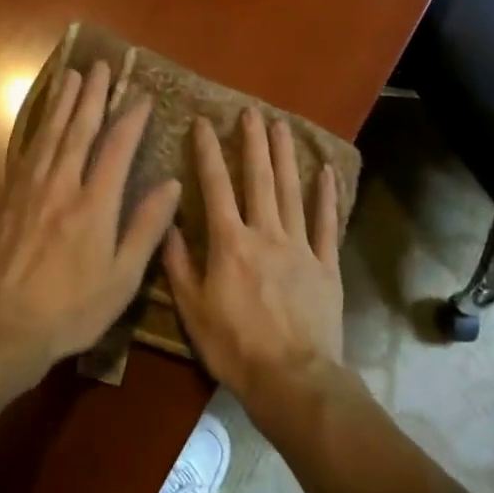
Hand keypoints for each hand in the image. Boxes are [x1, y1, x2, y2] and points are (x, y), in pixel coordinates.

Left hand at [0, 62, 180, 381]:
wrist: (5, 325)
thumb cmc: (73, 308)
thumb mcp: (123, 278)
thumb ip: (146, 228)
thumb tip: (171, 184)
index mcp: (95, 205)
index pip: (117, 148)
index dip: (131, 118)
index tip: (141, 95)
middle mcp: (62, 186)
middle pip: (79, 131)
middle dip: (92, 96)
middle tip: (99, 66)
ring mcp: (31, 191)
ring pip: (50, 136)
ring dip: (63, 104)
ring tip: (72, 77)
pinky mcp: (9, 200)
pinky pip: (27, 153)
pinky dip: (38, 130)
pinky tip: (42, 123)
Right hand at [162, 109, 344, 409]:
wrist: (293, 380)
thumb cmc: (235, 347)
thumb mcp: (193, 309)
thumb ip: (179, 264)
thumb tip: (167, 224)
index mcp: (229, 243)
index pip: (215, 186)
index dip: (207, 152)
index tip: (202, 122)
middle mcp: (265, 233)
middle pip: (258, 179)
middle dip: (252, 142)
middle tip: (250, 112)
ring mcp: (300, 247)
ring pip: (291, 192)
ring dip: (285, 156)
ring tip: (281, 126)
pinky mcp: (326, 265)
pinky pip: (326, 224)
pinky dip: (326, 196)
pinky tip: (325, 170)